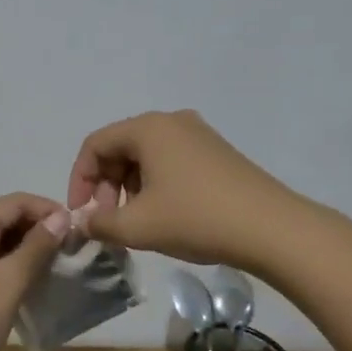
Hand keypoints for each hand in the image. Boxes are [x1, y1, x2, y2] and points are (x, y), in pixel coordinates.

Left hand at [0, 192, 67, 350]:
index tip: (78, 231)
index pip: (14, 201)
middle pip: (5, 217)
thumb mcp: (8, 281)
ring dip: (28, 249)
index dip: (47, 209)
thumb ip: (36, 247)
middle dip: (39, 228)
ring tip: (57, 267)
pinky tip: (32, 284)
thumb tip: (60, 217)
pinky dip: (13, 266)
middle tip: (71, 251)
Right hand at [66, 110, 303, 268]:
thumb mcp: (138, 227)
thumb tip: (84, 223)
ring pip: (146, 156)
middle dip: (106, 185)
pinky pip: (171, 161)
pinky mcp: (217, 153)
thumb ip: (100, 224)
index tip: (81, 213)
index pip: (95, 145)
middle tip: (109, 221)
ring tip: (136, 222)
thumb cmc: (196, 218)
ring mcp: (198, 135)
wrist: (272, 229)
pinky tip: (165, 215)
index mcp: (148, 128)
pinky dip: (155, 184)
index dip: (80, 179)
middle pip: (120, 147)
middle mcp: (172, 122)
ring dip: (130, 187)